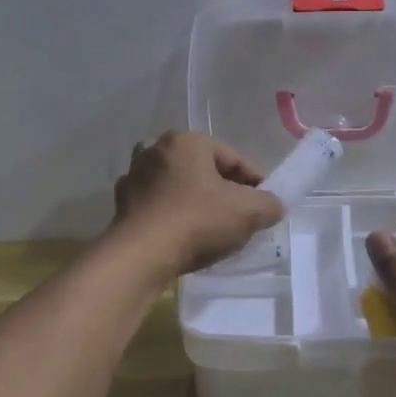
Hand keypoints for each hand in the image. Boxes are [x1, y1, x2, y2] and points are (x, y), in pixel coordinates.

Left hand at [110, 131, 283, 277]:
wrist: (141, 255)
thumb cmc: (197, 221)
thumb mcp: (248, 212)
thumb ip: (269, 204)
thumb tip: (273, 206)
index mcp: (188, 141)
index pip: (234, 160)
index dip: (255, 184)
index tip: (265, 207)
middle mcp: (157, 148)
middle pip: (204, 170)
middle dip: (223, 191)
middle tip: (239, 218)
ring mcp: (135, 174)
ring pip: (178, 186)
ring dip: (194, 200)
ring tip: (209, 227)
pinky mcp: (122, 202)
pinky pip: (157, 204)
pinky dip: (170, 214)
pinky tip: (180, 234)